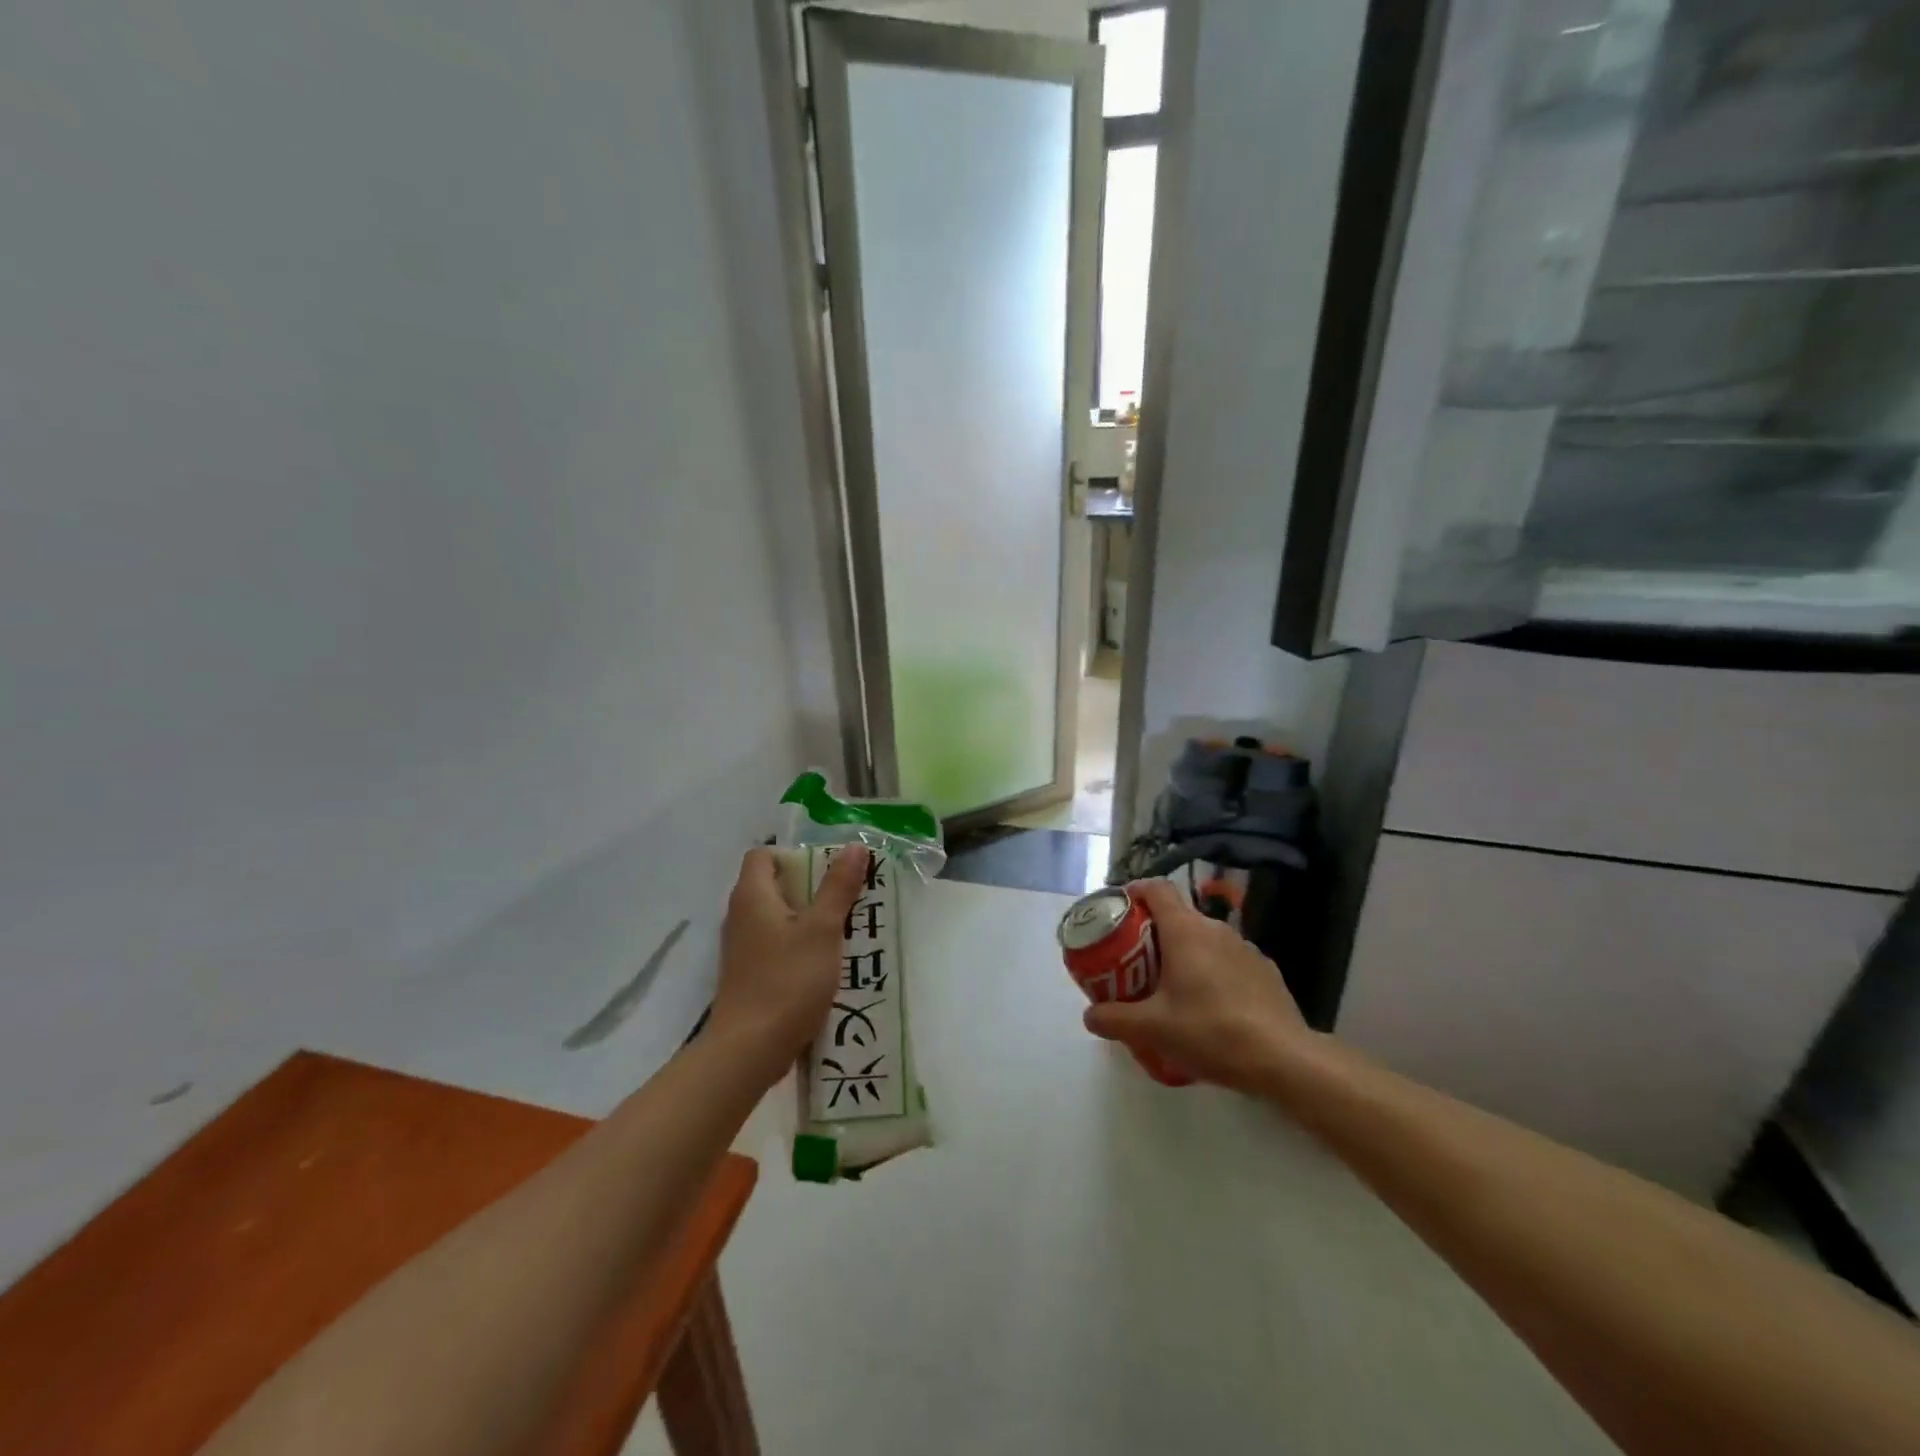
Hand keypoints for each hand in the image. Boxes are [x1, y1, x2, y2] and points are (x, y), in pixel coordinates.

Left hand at [709, 845, 869, 1081]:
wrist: (749, 1050)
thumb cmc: (787, 980)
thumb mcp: (823, 929)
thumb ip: (838, 887)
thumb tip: (855, 847)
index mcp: (752, 896)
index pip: (763, 855)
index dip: (794, 855)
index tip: (827, 870)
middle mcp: (740, 916)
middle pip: (773, 885)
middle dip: (811, 887)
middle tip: (846, 897)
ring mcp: (742, 948)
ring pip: (777, 918)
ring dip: (808, 919)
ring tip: (844, 929)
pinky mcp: (748, 975)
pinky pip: (775, 945)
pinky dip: (798, 946)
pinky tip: (825, 963)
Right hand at [1083, 878, 1310, 1090]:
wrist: (1283, 1059)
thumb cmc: (1210, 1031)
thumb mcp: (1152, 1029)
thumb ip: (1114, 1019)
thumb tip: (1089, 1015)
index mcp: (1185, 930)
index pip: (1156, 889)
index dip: (1135, 892)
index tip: (1119, 910)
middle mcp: (1215, 929)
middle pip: (1177, 916)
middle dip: (1153, 933)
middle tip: (1134, 962)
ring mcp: (1245, 948)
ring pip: (1204, 939)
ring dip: (1184, 954)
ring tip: (1170, 988)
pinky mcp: (1265, 971)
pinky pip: (1227, 960)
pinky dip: (1211, 972)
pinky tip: (1209, 1007)